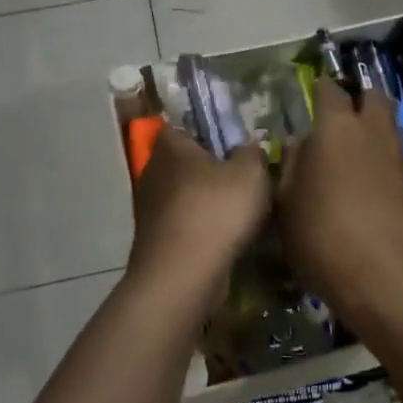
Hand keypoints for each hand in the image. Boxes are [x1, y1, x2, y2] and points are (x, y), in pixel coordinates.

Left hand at [128, 125, 270, 295]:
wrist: (183, 275)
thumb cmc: (216, 212)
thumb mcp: (251, 174)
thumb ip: (252, 153)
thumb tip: (248, 146)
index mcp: (171, 147)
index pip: (182, 126)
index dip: (206, 131)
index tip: (232, 142)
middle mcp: (153, 172)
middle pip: (184, 162)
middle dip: (209, 169)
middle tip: (241, 177)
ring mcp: (149, 209)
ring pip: (184, 195)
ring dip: (206, 202)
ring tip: (239, 211)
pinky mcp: (155, 240)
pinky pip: (183, 223)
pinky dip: (201, 228)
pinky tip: (225, 238)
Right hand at [277, 78, 402, 312]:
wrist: (386, 278)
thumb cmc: (322, 235)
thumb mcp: (286, 203)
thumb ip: (290, 166)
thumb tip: (298, 145)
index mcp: (336, 127)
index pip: (330, 90)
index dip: (320, 89)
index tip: (311, 97)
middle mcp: (373, 132)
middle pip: (374, 97)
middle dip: (359, 100)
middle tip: (338, 119)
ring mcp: (399, 158)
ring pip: (389, 127)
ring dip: (373, 130)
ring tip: (350, 154)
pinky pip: (396, 157)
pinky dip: (382, 159)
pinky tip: (366, 183)